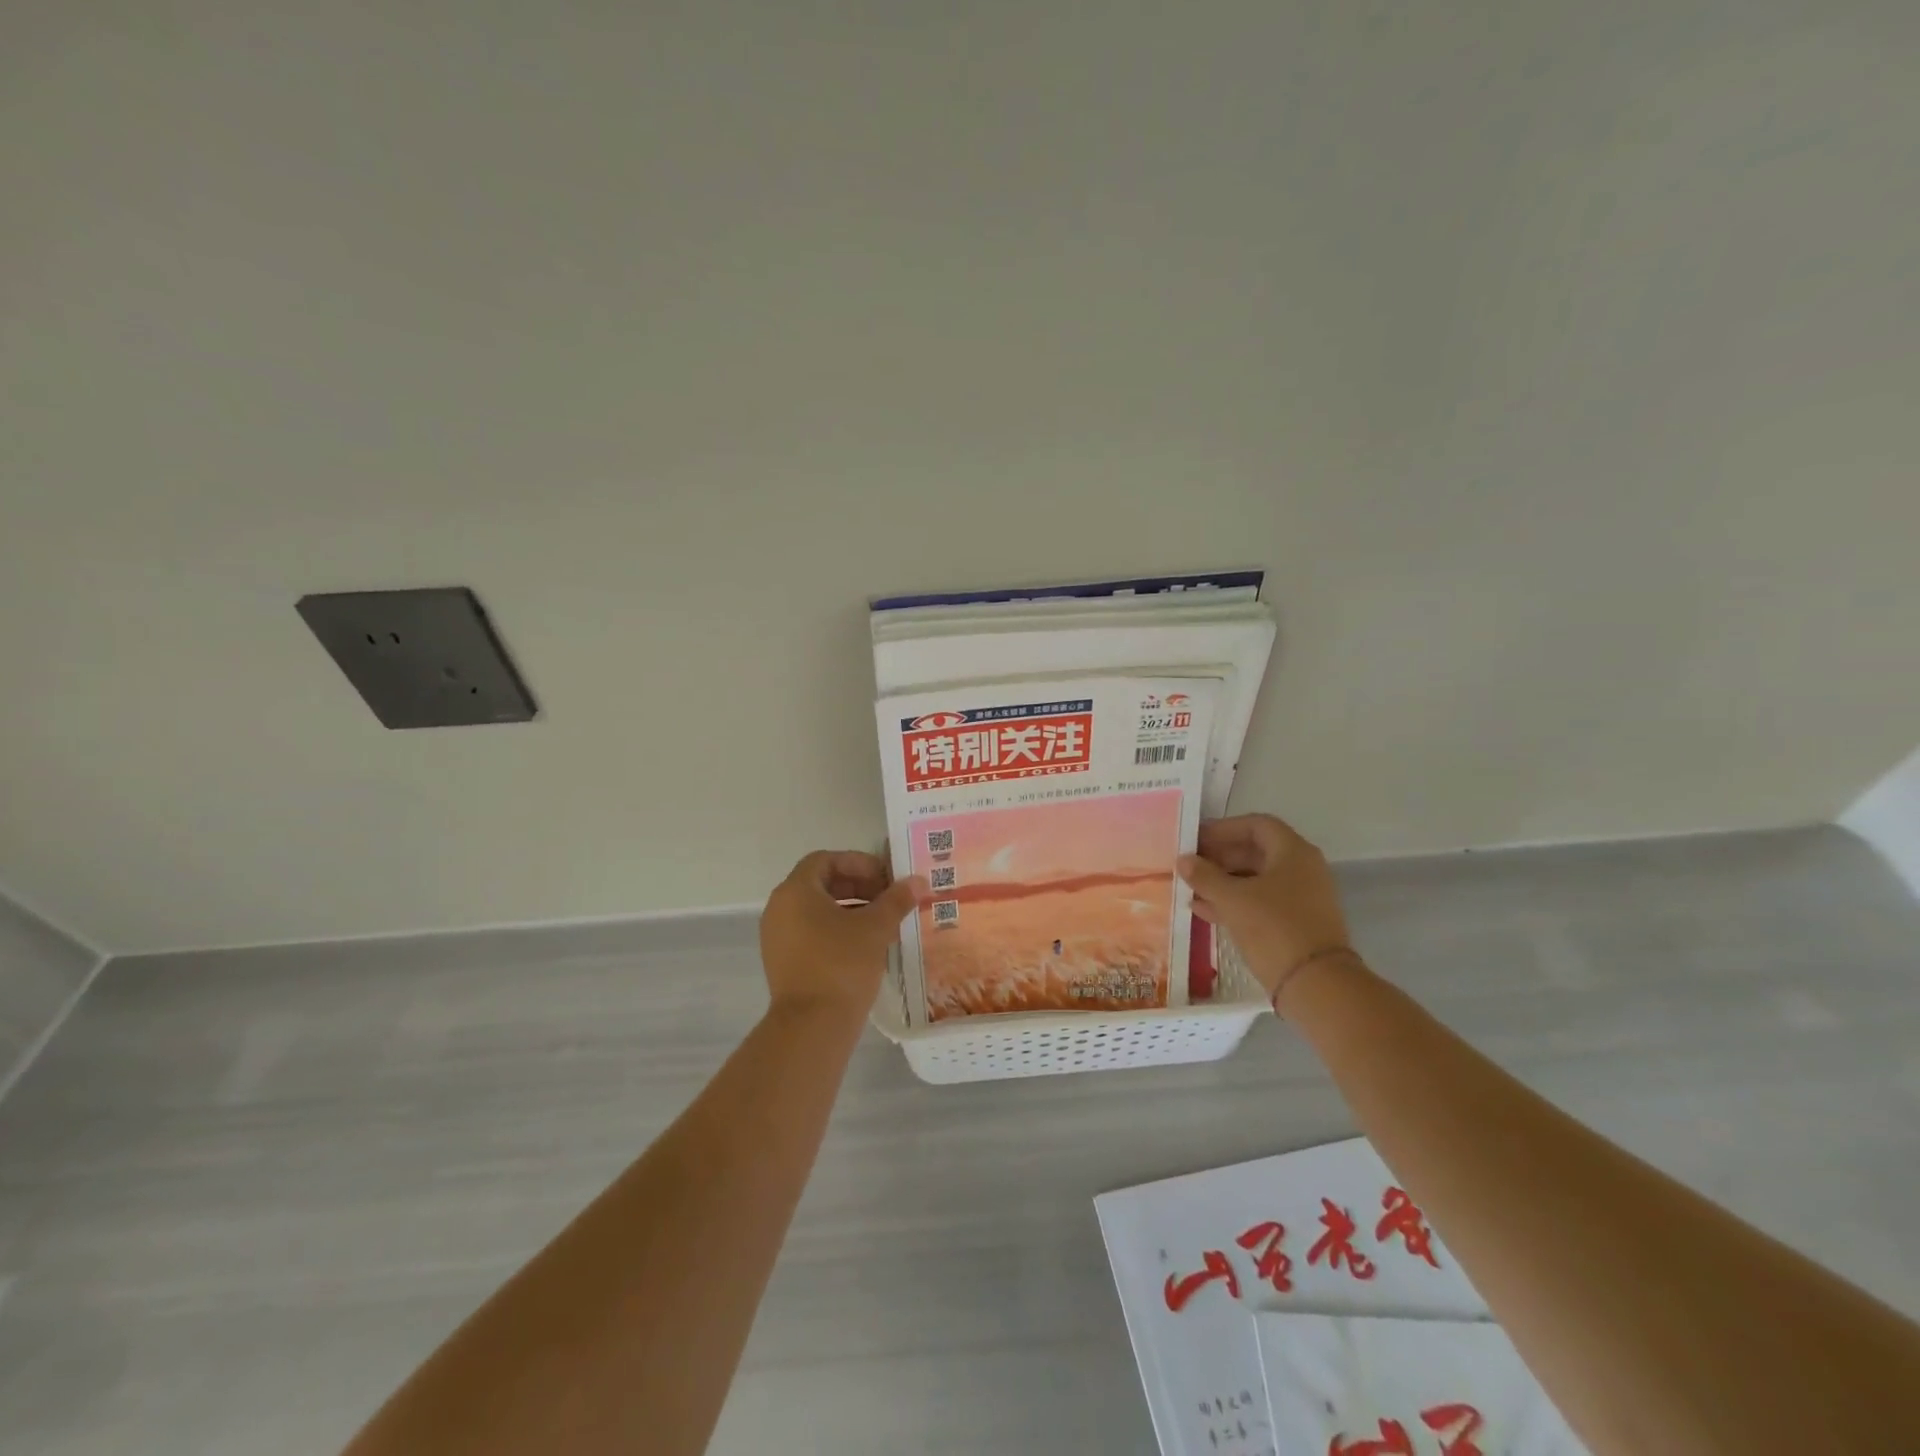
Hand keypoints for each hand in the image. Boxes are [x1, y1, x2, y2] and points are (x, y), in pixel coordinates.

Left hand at [759, 851, 926, 1016]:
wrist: (812, 1027)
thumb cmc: (842, 965)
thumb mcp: (875, 928)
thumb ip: (896, 899)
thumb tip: (917, 881)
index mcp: (795, 891)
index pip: (826, 860)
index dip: (858, 863)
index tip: (886, 878)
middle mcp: (779, 908)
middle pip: (821, 884)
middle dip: (858, 887)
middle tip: (889, 899)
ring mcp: (777, 937)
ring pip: (816, 910)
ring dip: (850, 909)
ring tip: (882, 923)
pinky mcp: (782, 962)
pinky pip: (810, 933)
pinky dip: (836, 930)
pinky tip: (864, 946)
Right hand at [1178, 814, 1353, 1000]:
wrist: (1317, 986)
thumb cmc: (1274, 929)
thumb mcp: (1232, 899)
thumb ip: (1205, 876)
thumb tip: (1184, 860)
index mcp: (1293, 852)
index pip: (1256, 825)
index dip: (1223, 829)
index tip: (1195, 839)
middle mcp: (1302, 869)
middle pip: (1255, 851)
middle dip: (1219, 857)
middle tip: (1189, 865)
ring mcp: (1301, 898)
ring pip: (1256, 879)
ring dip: (1223, 881)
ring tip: (1190, 888)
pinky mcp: (1296, 924)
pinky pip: (1261, 903)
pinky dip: (1234, 902)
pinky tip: (1203, 911)